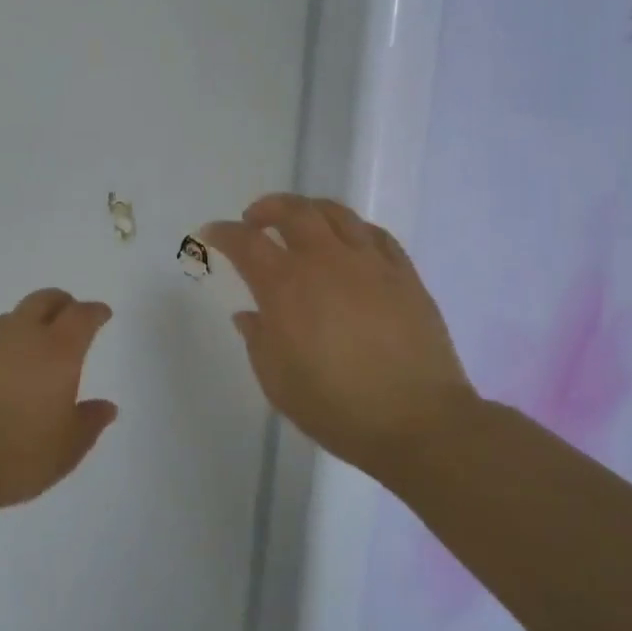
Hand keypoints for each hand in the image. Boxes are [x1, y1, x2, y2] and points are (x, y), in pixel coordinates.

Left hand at [0, 289, 116, 518]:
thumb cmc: (14, 457)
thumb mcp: (65, 451)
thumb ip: (89, 423)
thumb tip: (106, 406)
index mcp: (56, 352)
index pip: (81, 316)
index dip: (95, 312)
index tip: (103, 314)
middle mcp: (21, 336)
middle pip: (44, 300)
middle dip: (62, 303)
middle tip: (71, 315)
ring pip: (13, 317)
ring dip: (30, 321)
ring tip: (35, 345)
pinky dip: (3, 344)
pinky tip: (2, 370)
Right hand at [205, 194, 474, 471]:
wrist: (419, 422)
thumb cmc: (337, 407)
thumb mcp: (277, 382)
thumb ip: (258, 340)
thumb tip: (249, 316)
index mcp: (285, 287)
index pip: (246, 243)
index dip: (224, 232)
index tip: (212, 232)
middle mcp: (325, 262)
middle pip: (293, 211)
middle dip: (267, 208)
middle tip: (254, 219)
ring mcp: (369, 264)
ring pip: (336, 213)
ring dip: (309, 209)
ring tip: (301, 221)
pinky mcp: (404, 275)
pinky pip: (375, 235)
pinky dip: (352, 229)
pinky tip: (349, 243)